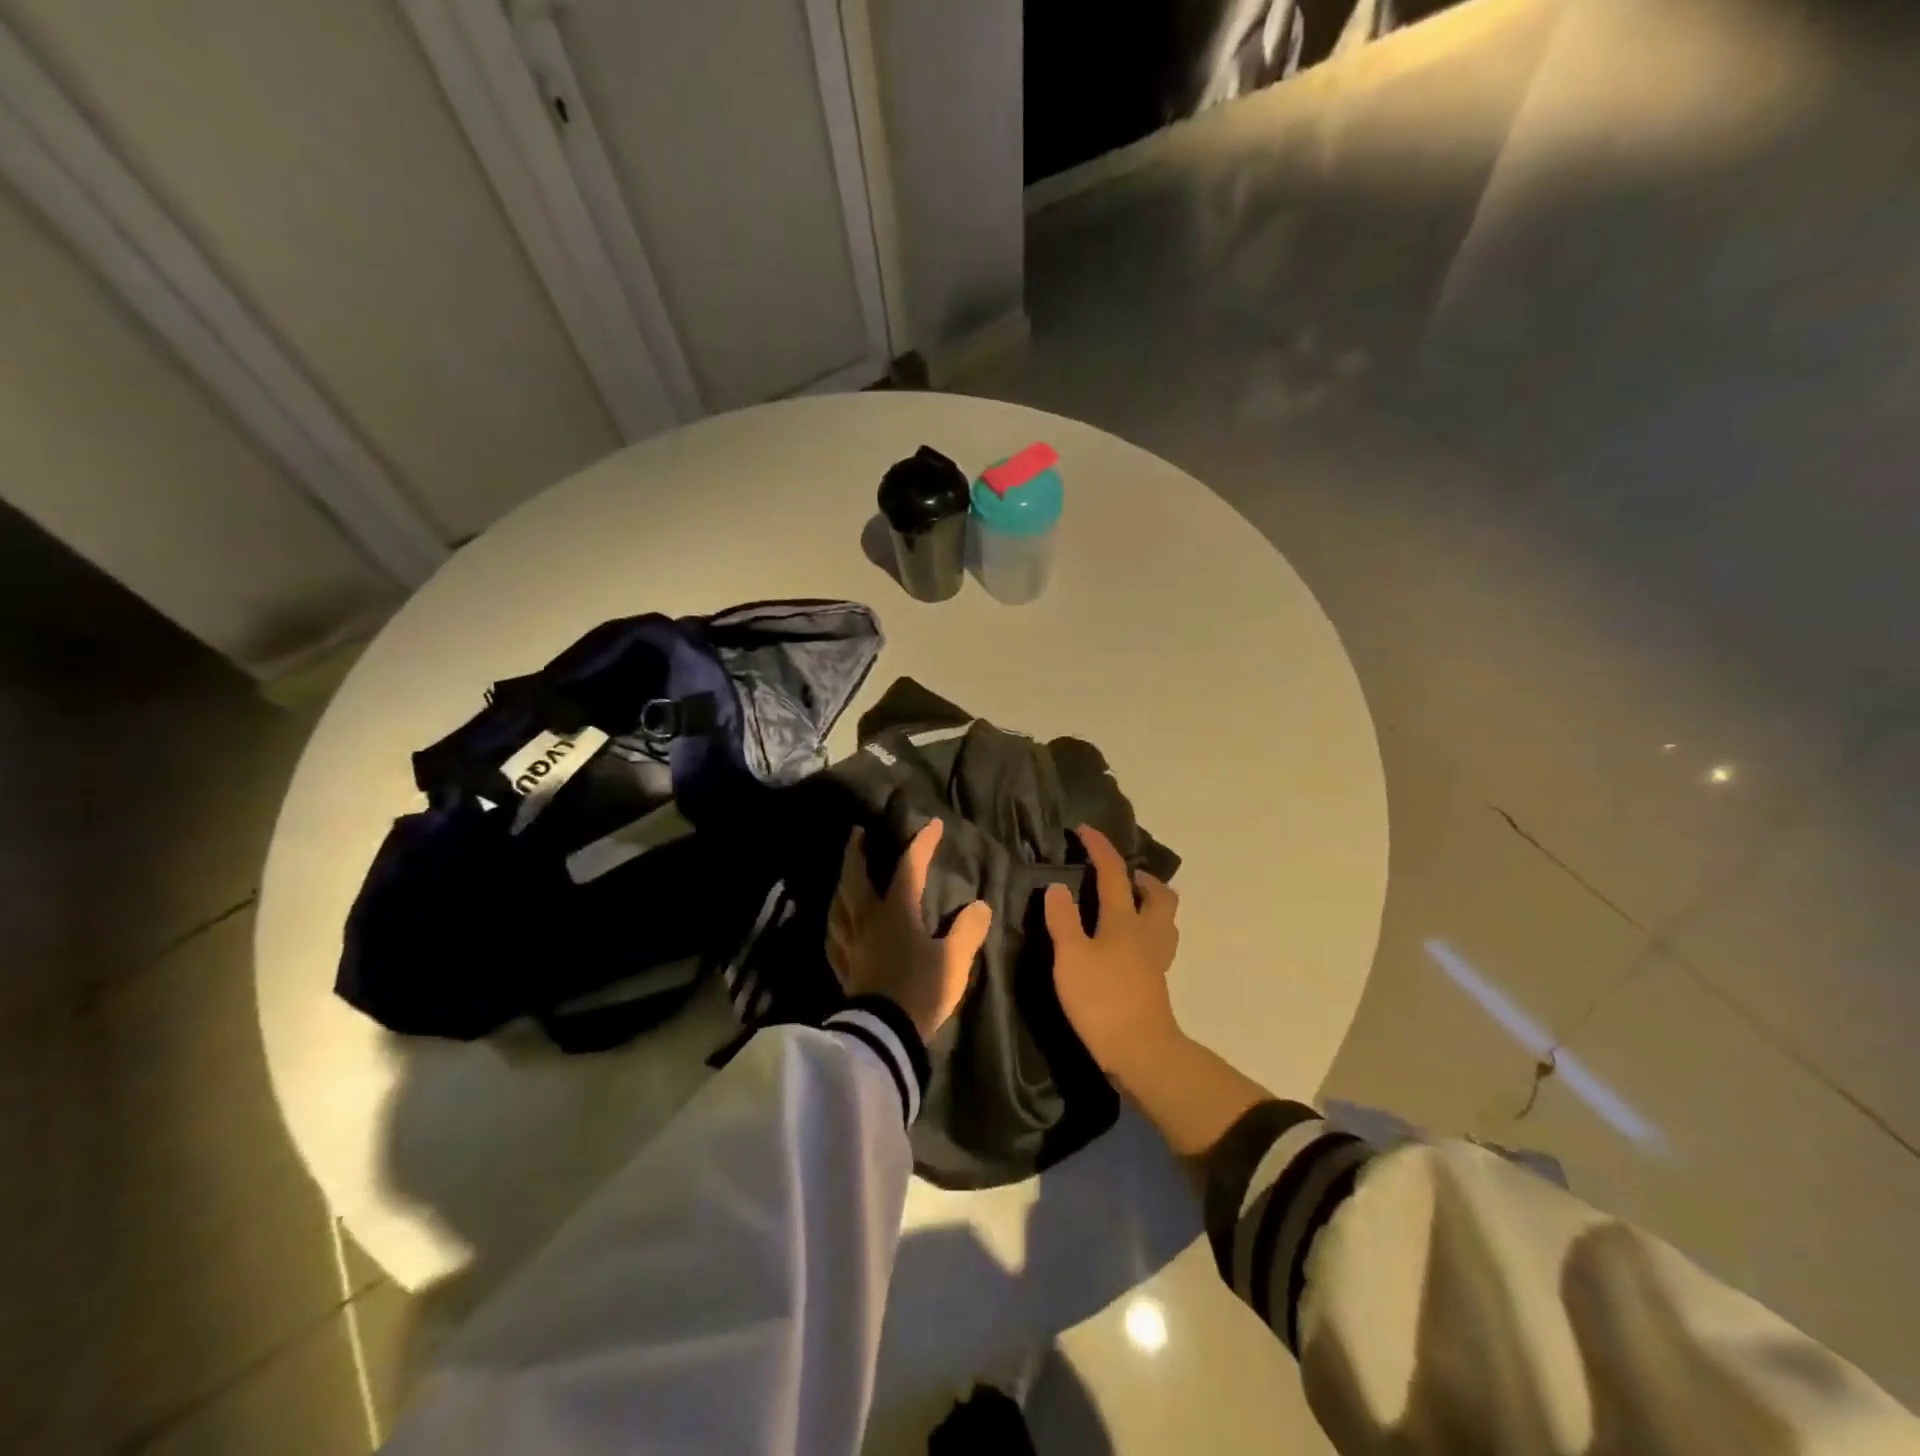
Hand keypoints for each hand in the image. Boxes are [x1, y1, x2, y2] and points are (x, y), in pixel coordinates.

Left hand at [827, 820, 991, 1043]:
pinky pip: (834, 938)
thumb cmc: (920, 990)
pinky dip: (835, 924)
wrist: (884, 1034)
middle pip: (857, 879)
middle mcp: (868, 921)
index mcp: (896, 912)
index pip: (909, 867)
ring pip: (839, 906)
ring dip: (841, 885)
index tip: (932, 824)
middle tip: (857, 833)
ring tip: (844, 876)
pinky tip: (835, 926)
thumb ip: (968, 930)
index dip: (921, 844)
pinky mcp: (843, 969)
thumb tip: (980, 906)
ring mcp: (851, 945)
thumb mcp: (954, 960)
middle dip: (857, 853)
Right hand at [1043, 825, 1181, 1078]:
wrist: (1140, 1051)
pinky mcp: (1156, 979)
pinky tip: (1125, 943)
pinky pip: (1158, 940)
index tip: (1084, 830)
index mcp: (1124, 919)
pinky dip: (1145, 929)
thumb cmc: (1101, 999)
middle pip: (1158, 893)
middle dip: (1140, 876)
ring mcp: (1157, 957)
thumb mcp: (1071, 957)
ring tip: (1124, 905)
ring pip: (1164, 917)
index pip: (1113, 872)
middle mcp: (1147, 931)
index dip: (1099, 847)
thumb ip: (1063, 919)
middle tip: (1118, 877)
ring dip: (1148, 902)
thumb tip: (1057, 886)